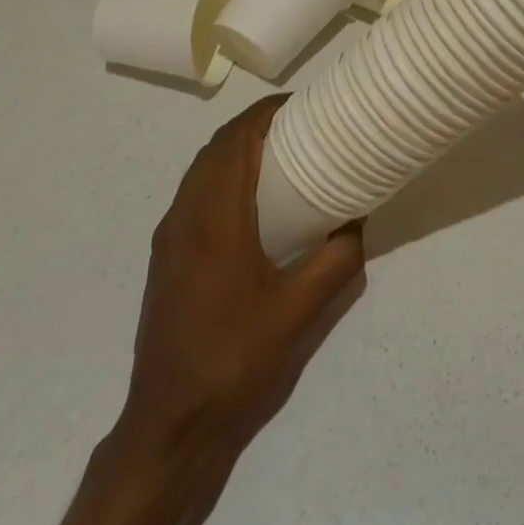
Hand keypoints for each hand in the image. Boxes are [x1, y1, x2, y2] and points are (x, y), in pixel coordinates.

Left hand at [119, 96, 364, 477]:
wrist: (170, 420)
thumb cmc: (236, 359)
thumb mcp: (300, 312)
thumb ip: (336, 261)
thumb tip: (357, 221)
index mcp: (215, 220)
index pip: (235, 142)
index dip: (264, 113)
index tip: (300, 104)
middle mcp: (185, 216)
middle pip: (215, 148)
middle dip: (253, 126)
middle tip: (297, 125)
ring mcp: (169, 237)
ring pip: (200, 170)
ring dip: (234, 150)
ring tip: (278, 152)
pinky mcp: (165, 256)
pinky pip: (194, 194)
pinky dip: (221, 176)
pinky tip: (249, 199)